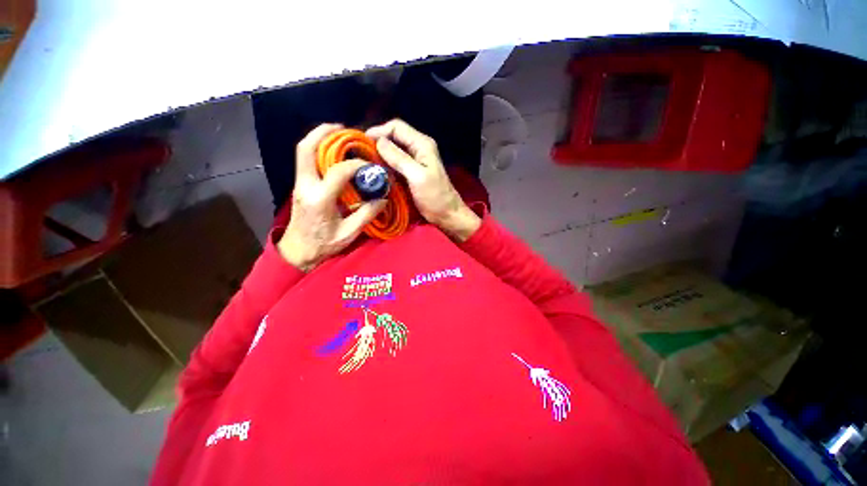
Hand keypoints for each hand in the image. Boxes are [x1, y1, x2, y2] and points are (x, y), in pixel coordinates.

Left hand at [278, 124, 385, 270]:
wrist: (297, 251)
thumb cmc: (323, 245)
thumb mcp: (348, 233)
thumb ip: (366, 215)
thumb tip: (383, 199)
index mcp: (320, 199)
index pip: (337, 171)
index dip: (356, 164)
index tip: (370, 165)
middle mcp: (305, 186)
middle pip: (306, 149)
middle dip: (323, 133)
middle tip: (343, 128)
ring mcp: (300, 184)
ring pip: (303, 152)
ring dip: (320, 138)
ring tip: (339, 135)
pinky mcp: (301, 186)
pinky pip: (306, 160)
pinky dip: (318, 150)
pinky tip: (333, 153)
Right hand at [366, 120, 480, 241]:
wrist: (446, 214)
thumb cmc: (435, 197)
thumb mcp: (417, 177)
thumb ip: (399, 158)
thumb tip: (379, 141)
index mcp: (422, 144)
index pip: (397, 127)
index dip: (379, 131)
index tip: (363, 143)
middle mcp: (418, 148)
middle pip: (394, 137)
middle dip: (378, 143)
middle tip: (361, 154)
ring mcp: (415, 160)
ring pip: (393, 150)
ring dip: (380, 155)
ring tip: (365, 163)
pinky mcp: (412, 172)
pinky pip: (395, 163)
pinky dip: (386, 165)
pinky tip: (376, 171)